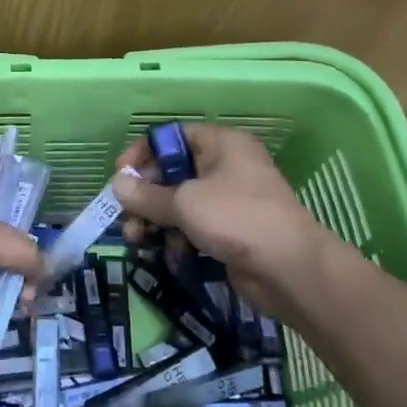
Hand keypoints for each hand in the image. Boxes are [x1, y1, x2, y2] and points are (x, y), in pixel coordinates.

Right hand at [111, 124, 349, 320]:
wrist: (290, 270)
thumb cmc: (237, 219)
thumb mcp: (185, 203)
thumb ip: (146, 195)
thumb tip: (116, 184)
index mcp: (220, 144)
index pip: (171, 137)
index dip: (142, 154)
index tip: (120, 177)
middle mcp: (224, 166)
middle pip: (171, 173)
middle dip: (144, 198)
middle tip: (126, 220)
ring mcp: (228, 201)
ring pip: (179, 204)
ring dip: (155, 222)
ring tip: (138, 242)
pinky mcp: (229, 231)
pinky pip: (193, 228)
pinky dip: (177, 240)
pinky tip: (170, 257)